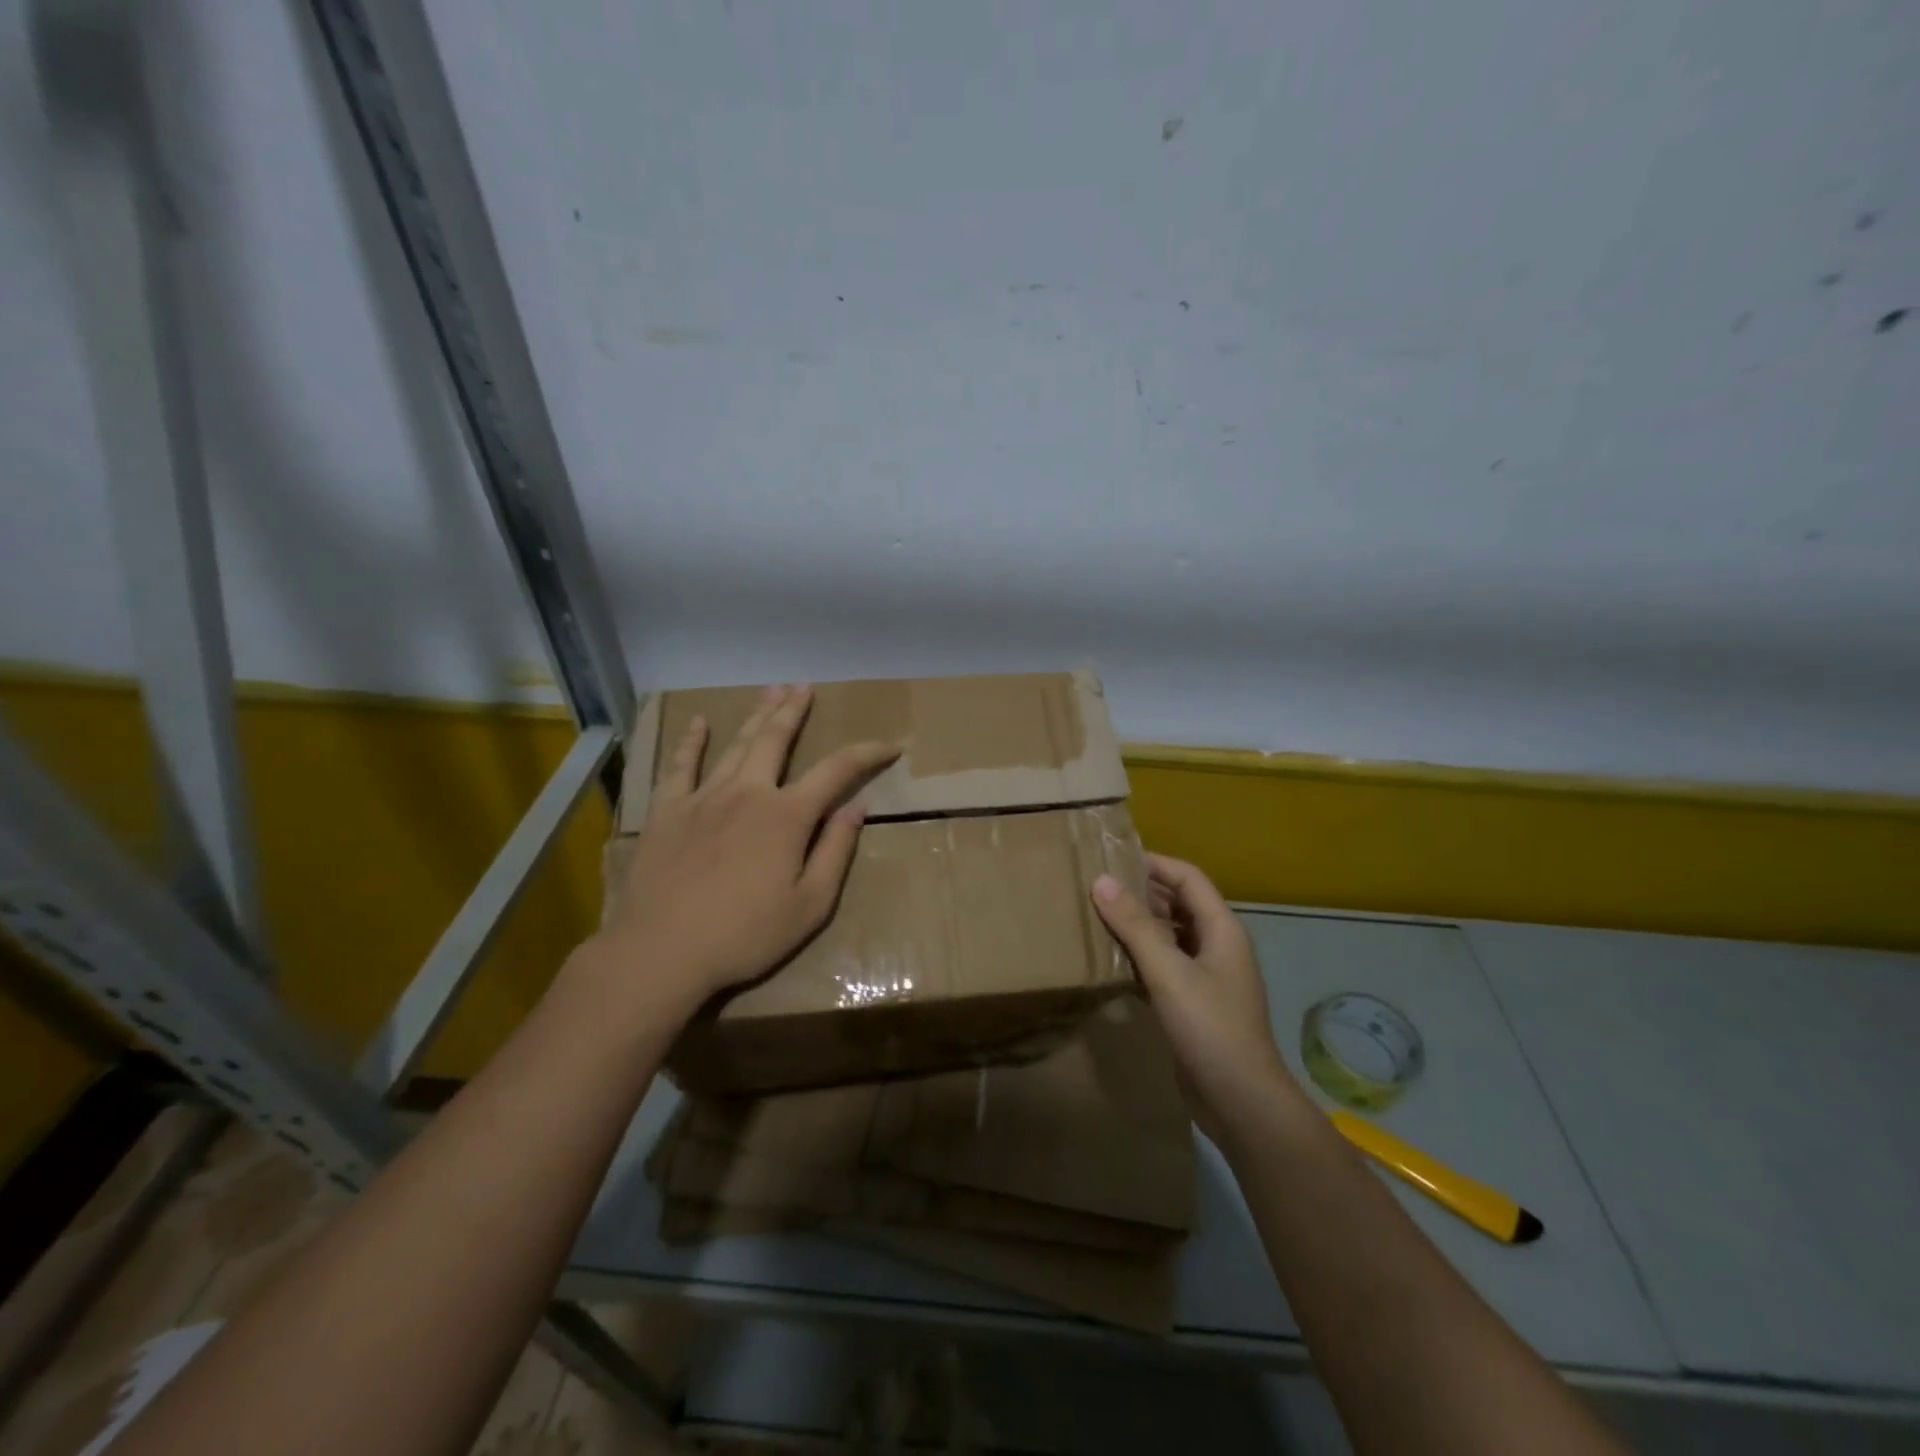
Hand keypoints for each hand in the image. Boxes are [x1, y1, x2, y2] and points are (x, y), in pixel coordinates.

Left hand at [595, 684, 898, 1019]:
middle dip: (794, 710)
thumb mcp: (810, 906)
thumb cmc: (745, 935)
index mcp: (787, 816)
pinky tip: (698, 723)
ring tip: (770, 691)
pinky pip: (680, 767)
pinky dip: (691, 742)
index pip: (837, 771)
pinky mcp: (667, 811)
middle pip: (775, 739)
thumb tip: (856, 808)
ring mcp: (703, 798)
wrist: (662, 951)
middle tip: (804, 686)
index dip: (867, 753)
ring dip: (755, 716)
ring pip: (734, 745)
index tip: (891, 746)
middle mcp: (748, 793)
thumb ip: (835, 852)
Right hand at [1091, 854, 1302, 1143]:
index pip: (1188, 878)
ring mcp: (1208, 976)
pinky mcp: (1194, 1003)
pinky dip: (1141, 956)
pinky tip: (1111, 960)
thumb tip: (1100, 880)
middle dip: (1142, 892)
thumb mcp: (1169, 972)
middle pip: (1179, 904)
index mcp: (1221, 929)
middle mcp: (1217, 945)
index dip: (1154, 863)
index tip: (1113, 857)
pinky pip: (1165, 965)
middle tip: (1097, 886)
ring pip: (1170, 936)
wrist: (1241, 1101)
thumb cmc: (1210, 1027)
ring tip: (1097, 917)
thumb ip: (1135, 925)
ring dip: (1139, 925)